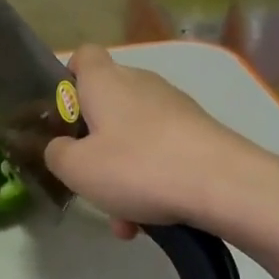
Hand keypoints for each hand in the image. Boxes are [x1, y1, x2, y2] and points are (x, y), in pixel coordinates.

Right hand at [43, 46, 245, 232]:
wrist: (222, 183)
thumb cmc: (136, 166)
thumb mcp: (77, 169)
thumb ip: (56, 154)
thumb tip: (61, 147)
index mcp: (106, 81)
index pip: (83, 56)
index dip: (68, 79)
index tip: (62, 115)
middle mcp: (141, 84)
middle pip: (107, 105)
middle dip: (95, 146)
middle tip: (90, 181)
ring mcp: (174, 107)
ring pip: (134, 138)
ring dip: (124, 176)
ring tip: (126, 221)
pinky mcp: (198, 132)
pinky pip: (162, 155)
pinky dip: (152, 183)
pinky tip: (153, 222)